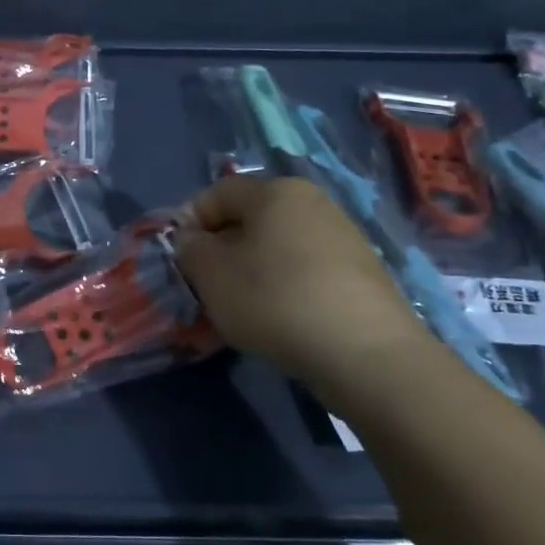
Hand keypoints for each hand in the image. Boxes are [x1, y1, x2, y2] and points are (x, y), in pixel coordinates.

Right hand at [173, 174, 440, 403]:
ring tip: (242, 307)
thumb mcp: (211, 273)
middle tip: (208, 285)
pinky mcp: (362, 274)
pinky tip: (281, 319)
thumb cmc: (274, 299)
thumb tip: (193, 240)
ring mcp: (343, 237)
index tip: (180, 258)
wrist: (365, 353)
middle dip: (223, 248)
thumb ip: (190, 248)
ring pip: (278, 246)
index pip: (218, 193)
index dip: (190, 221)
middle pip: (251, 218)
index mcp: (276, 190)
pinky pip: (306, 270)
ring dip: (253, 270)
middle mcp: (313, 202)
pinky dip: (285, 287)